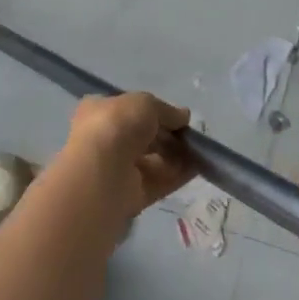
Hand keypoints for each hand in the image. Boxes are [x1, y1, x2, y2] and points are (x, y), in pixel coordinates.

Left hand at [53, 93, 193, 224]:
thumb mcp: (147, 103)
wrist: (102, 172)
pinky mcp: (129, 196)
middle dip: (168, 136)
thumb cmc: (118, 125)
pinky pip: (158, 182)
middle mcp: (105, 140)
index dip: (154, 111)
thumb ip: (167, 110)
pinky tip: (198, 168)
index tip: (176, 116)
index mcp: (99, 111)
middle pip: (143, 137)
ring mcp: (116, 170)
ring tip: (199, 151)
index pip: (129, 110)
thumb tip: (183, 116)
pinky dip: (178, 175)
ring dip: (176, 155)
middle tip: (190, 135)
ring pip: (152, 160)